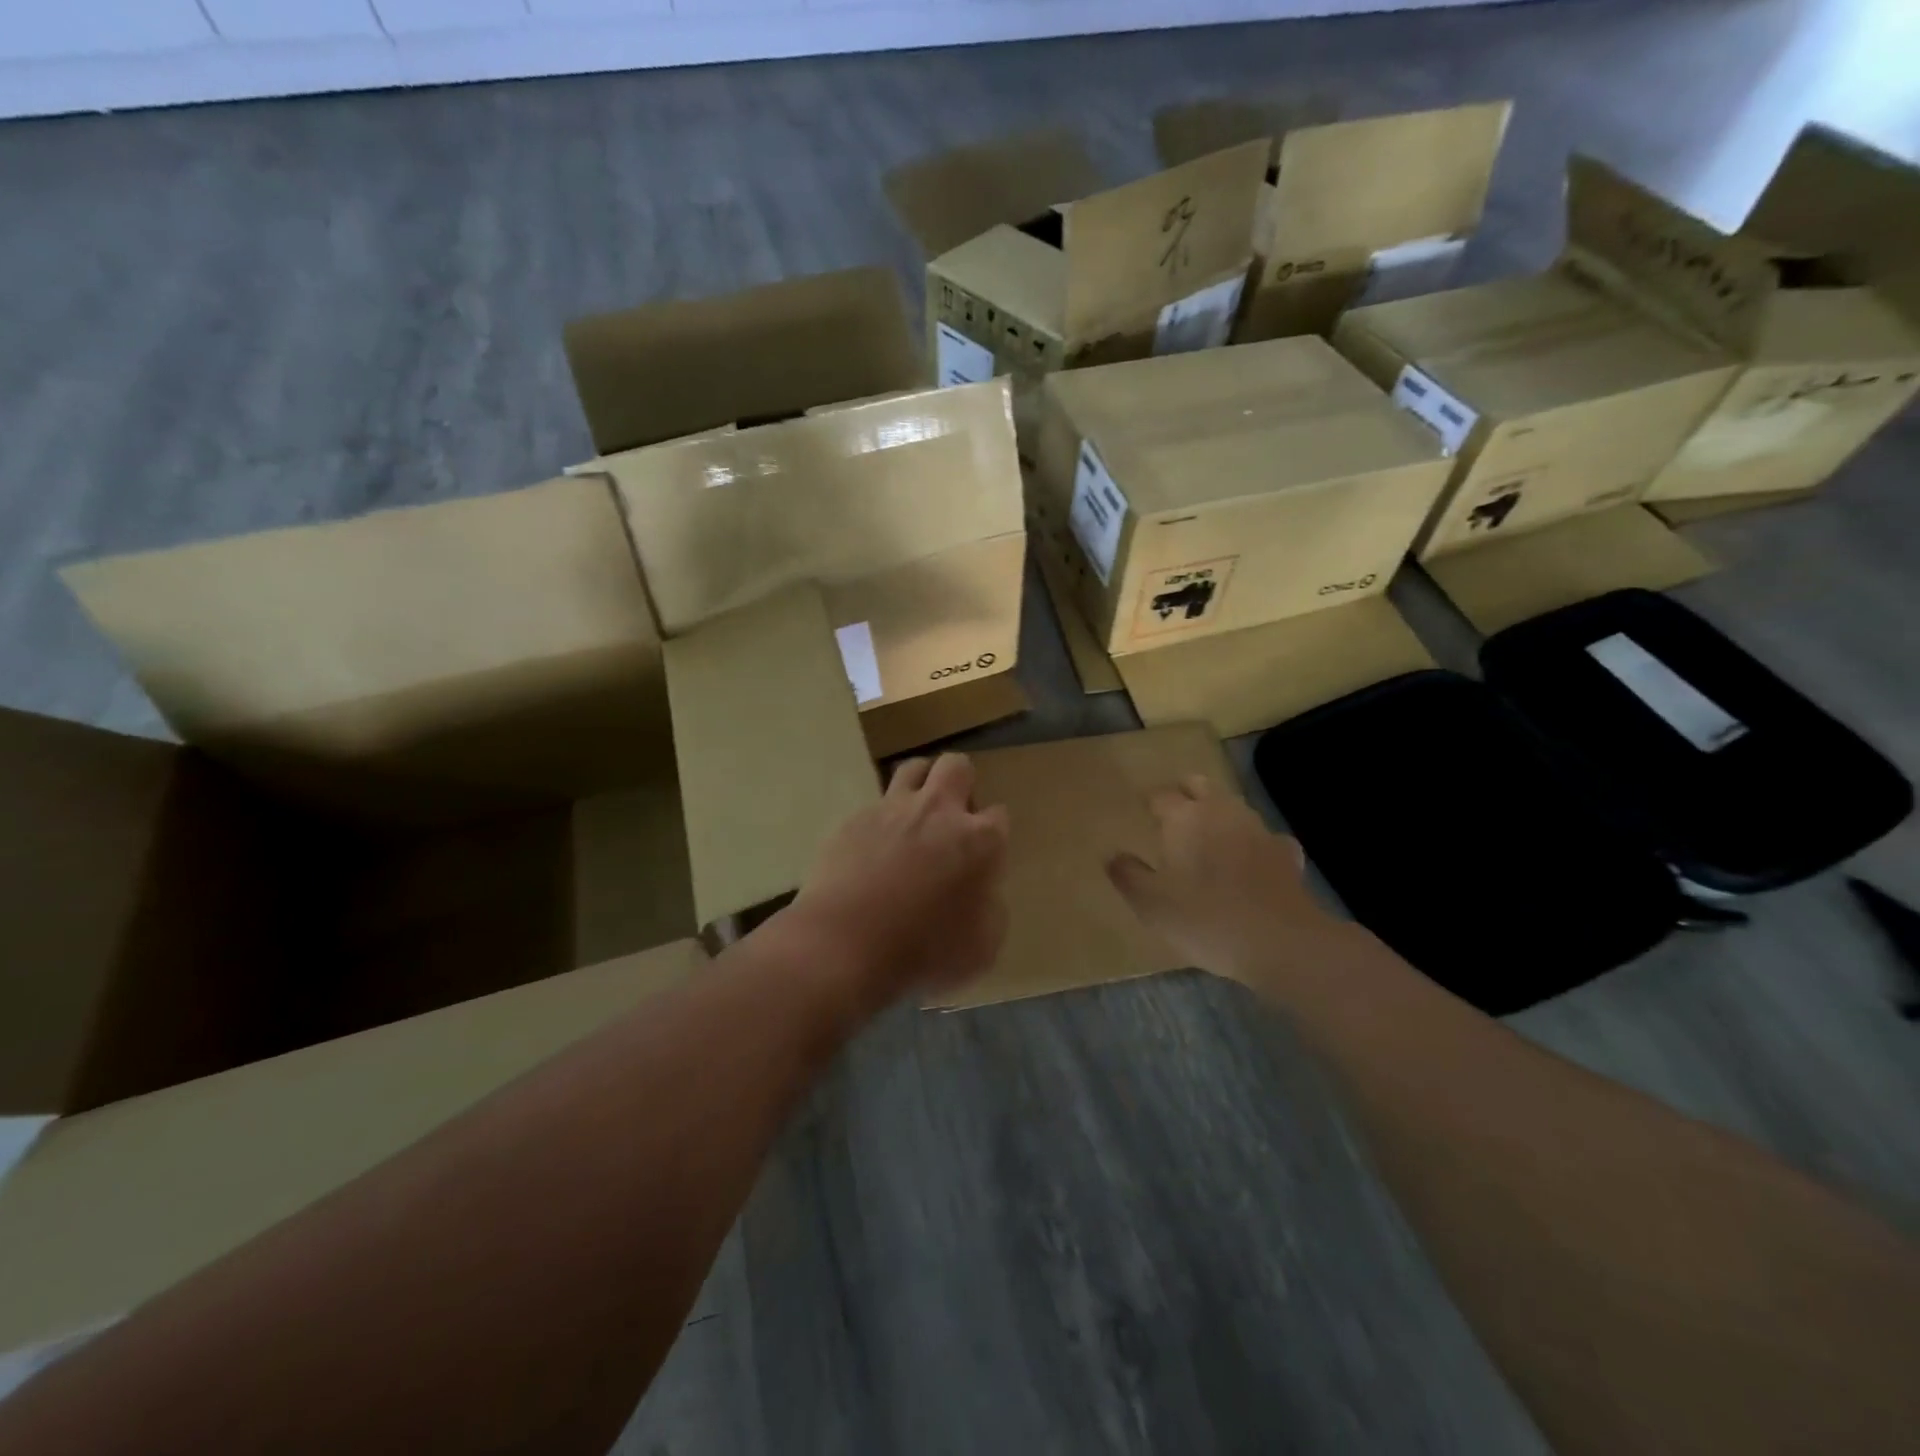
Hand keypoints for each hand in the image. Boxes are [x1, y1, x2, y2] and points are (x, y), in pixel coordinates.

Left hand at [785, 753, 1010, 1010]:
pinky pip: (874, 806)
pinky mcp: (853, 820)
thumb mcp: (983, 947)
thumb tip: (981, 893)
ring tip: (914, 819)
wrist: (844, 945)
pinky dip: (880, 822)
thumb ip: (990, 909)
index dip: (992, 836)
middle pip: (957, 766)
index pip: (999, 817)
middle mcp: (938, 811)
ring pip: (913, 768)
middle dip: (960, 784)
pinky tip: (872, 852)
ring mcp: (892, 810)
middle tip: (952, 820)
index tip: (982, 859)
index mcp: (979, 840)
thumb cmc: (923, 952)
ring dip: (921, 785)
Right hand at [1106, 775, 1353, 990]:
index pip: (1161, 795)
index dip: (1149, 801)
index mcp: (1184, 818)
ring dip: (1218, 814)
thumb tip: (1113, 855)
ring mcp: (1259, 830)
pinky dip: (1253, 843)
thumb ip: (1128, 875)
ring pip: (1233, 806)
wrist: (1281, 943)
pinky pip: (1265, 838)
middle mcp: (1222, 812)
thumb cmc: (1206, 919)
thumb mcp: (1151, 904)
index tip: (1141, 812)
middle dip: (1185, 792)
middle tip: (1172, 813)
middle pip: (1200, 785)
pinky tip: (1251, 861)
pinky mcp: (1286, 854)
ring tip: (1207, 836)